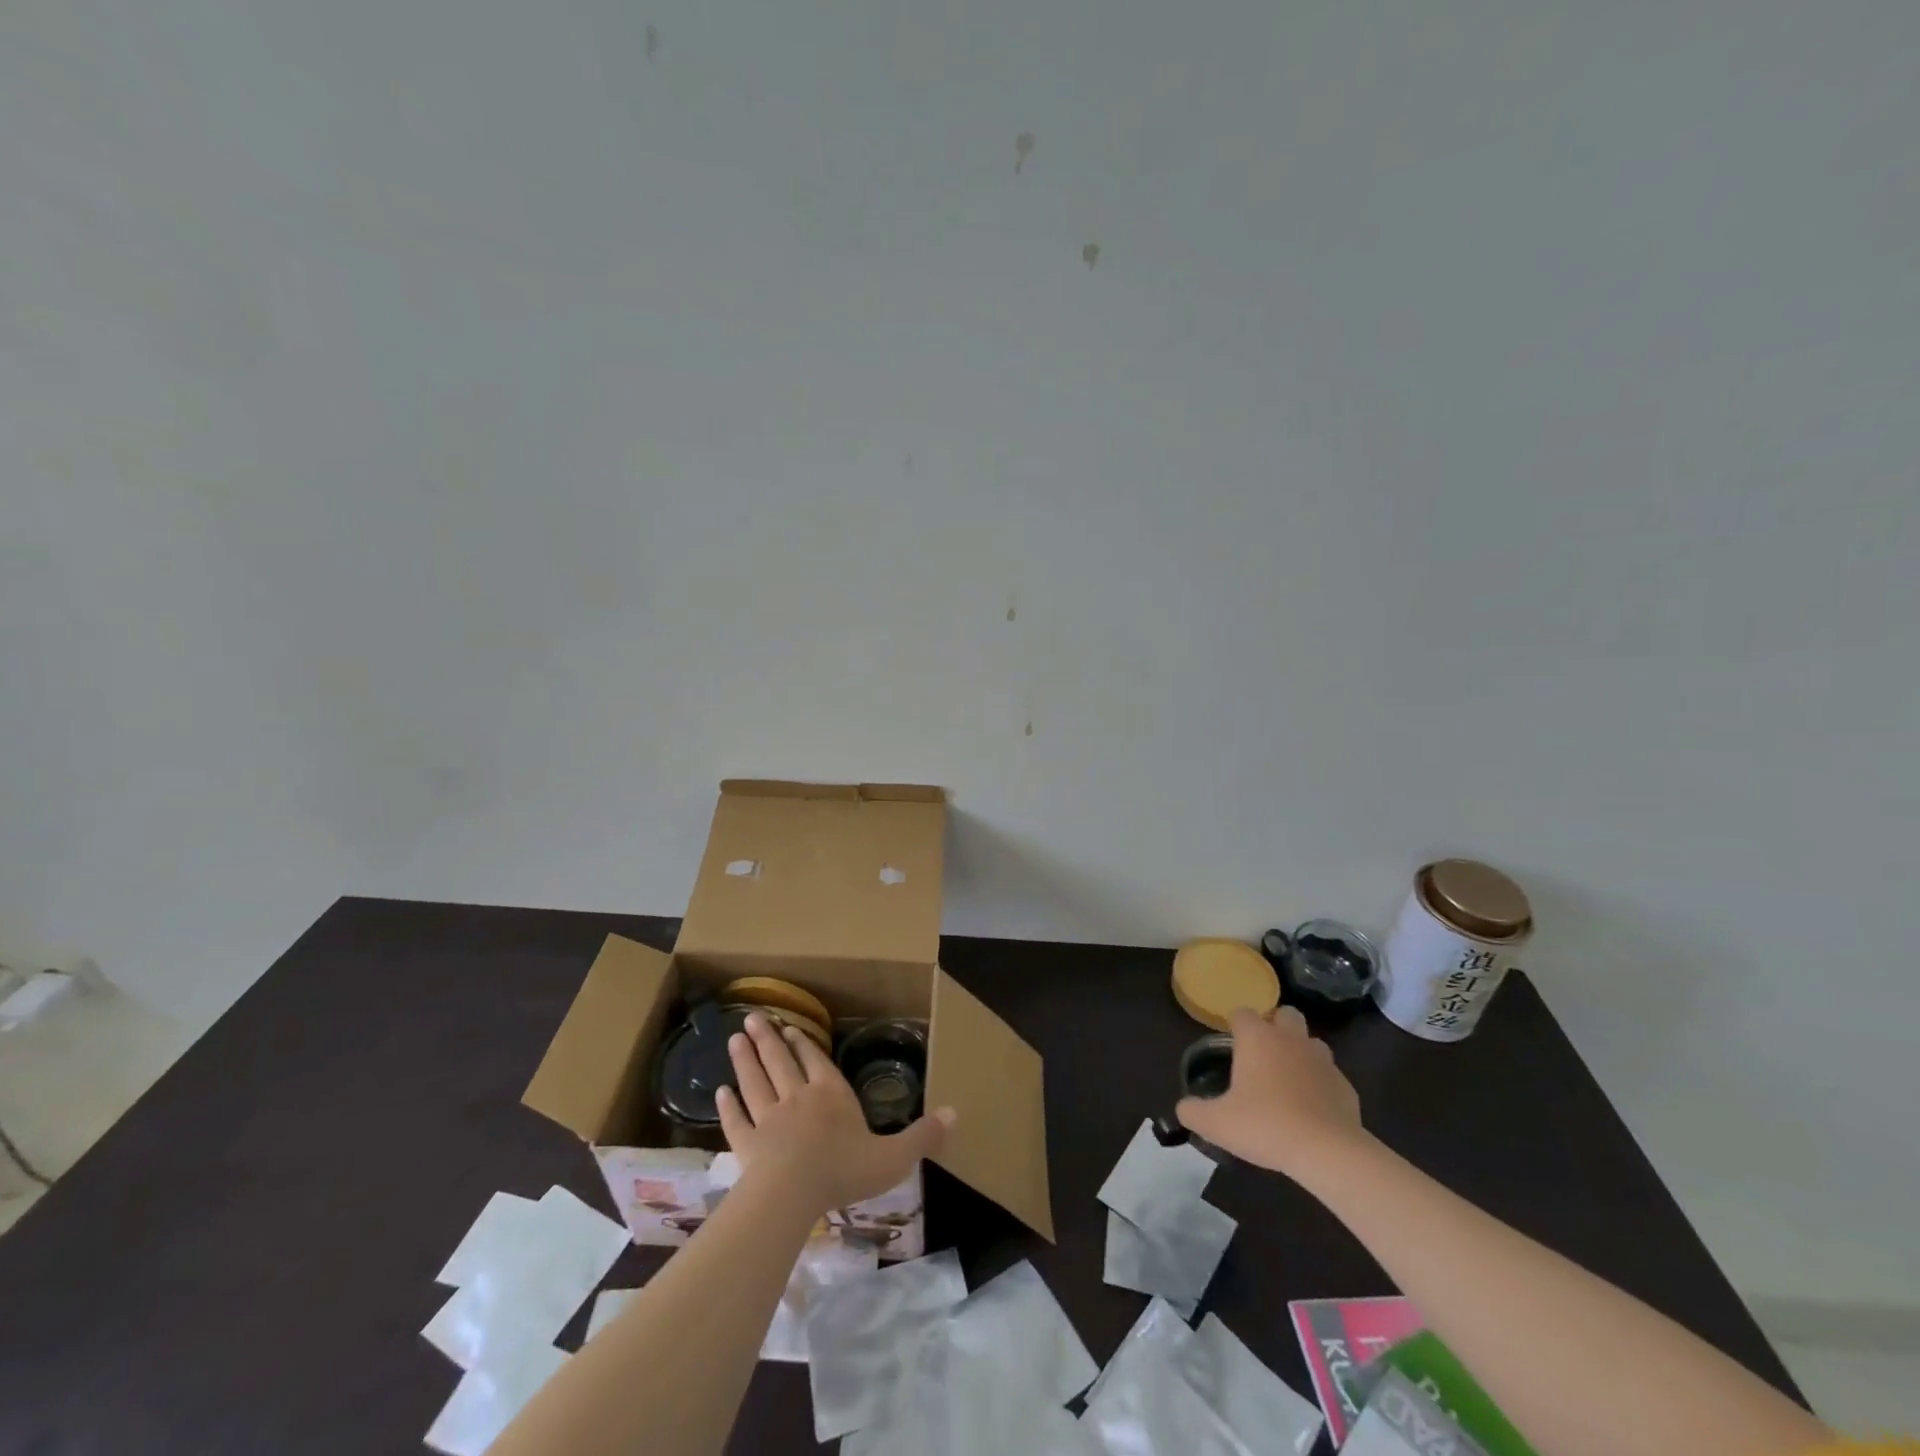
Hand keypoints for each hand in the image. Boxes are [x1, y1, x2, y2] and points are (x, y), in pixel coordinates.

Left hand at [716, 1013, 953, 1214]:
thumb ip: (923, 1136)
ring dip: (745, 1061)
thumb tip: (956, 1113)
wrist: (791, 1194)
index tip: (789, 1027)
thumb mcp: (894, 1157)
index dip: (804, 1045)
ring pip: (755, 1083)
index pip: (817, 1063)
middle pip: (780, 1063)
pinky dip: (728, 1106)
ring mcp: (769, 1120)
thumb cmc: (844, 1170)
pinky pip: (736, 1120)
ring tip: (734, 1040)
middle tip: (751, 1018)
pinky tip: (719, 1093)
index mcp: (832, 1096)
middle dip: (768, 1040)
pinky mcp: (746, 1144)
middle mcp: (798, 1099)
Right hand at [1175, 1006, 1365, 1177]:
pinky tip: (1312, 1110)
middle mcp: (1291, 1039)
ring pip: (1312, 1042)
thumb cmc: (1265, 1125)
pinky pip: (1330, 1076)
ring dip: (1301, 1053)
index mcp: (1257, 1038)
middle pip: (1285, 1014)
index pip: (1242, 1013)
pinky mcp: (1346, 1086)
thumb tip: (1183, 1108)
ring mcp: (1323, 1061)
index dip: (1235, 1025)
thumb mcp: (1216, 1123)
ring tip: (1289, 1080)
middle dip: (1276, 1026)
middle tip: (1263, 1056)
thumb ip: (1193, 1111)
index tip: (1231, 1046)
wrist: (1327, 1152)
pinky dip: (1321, 1085)